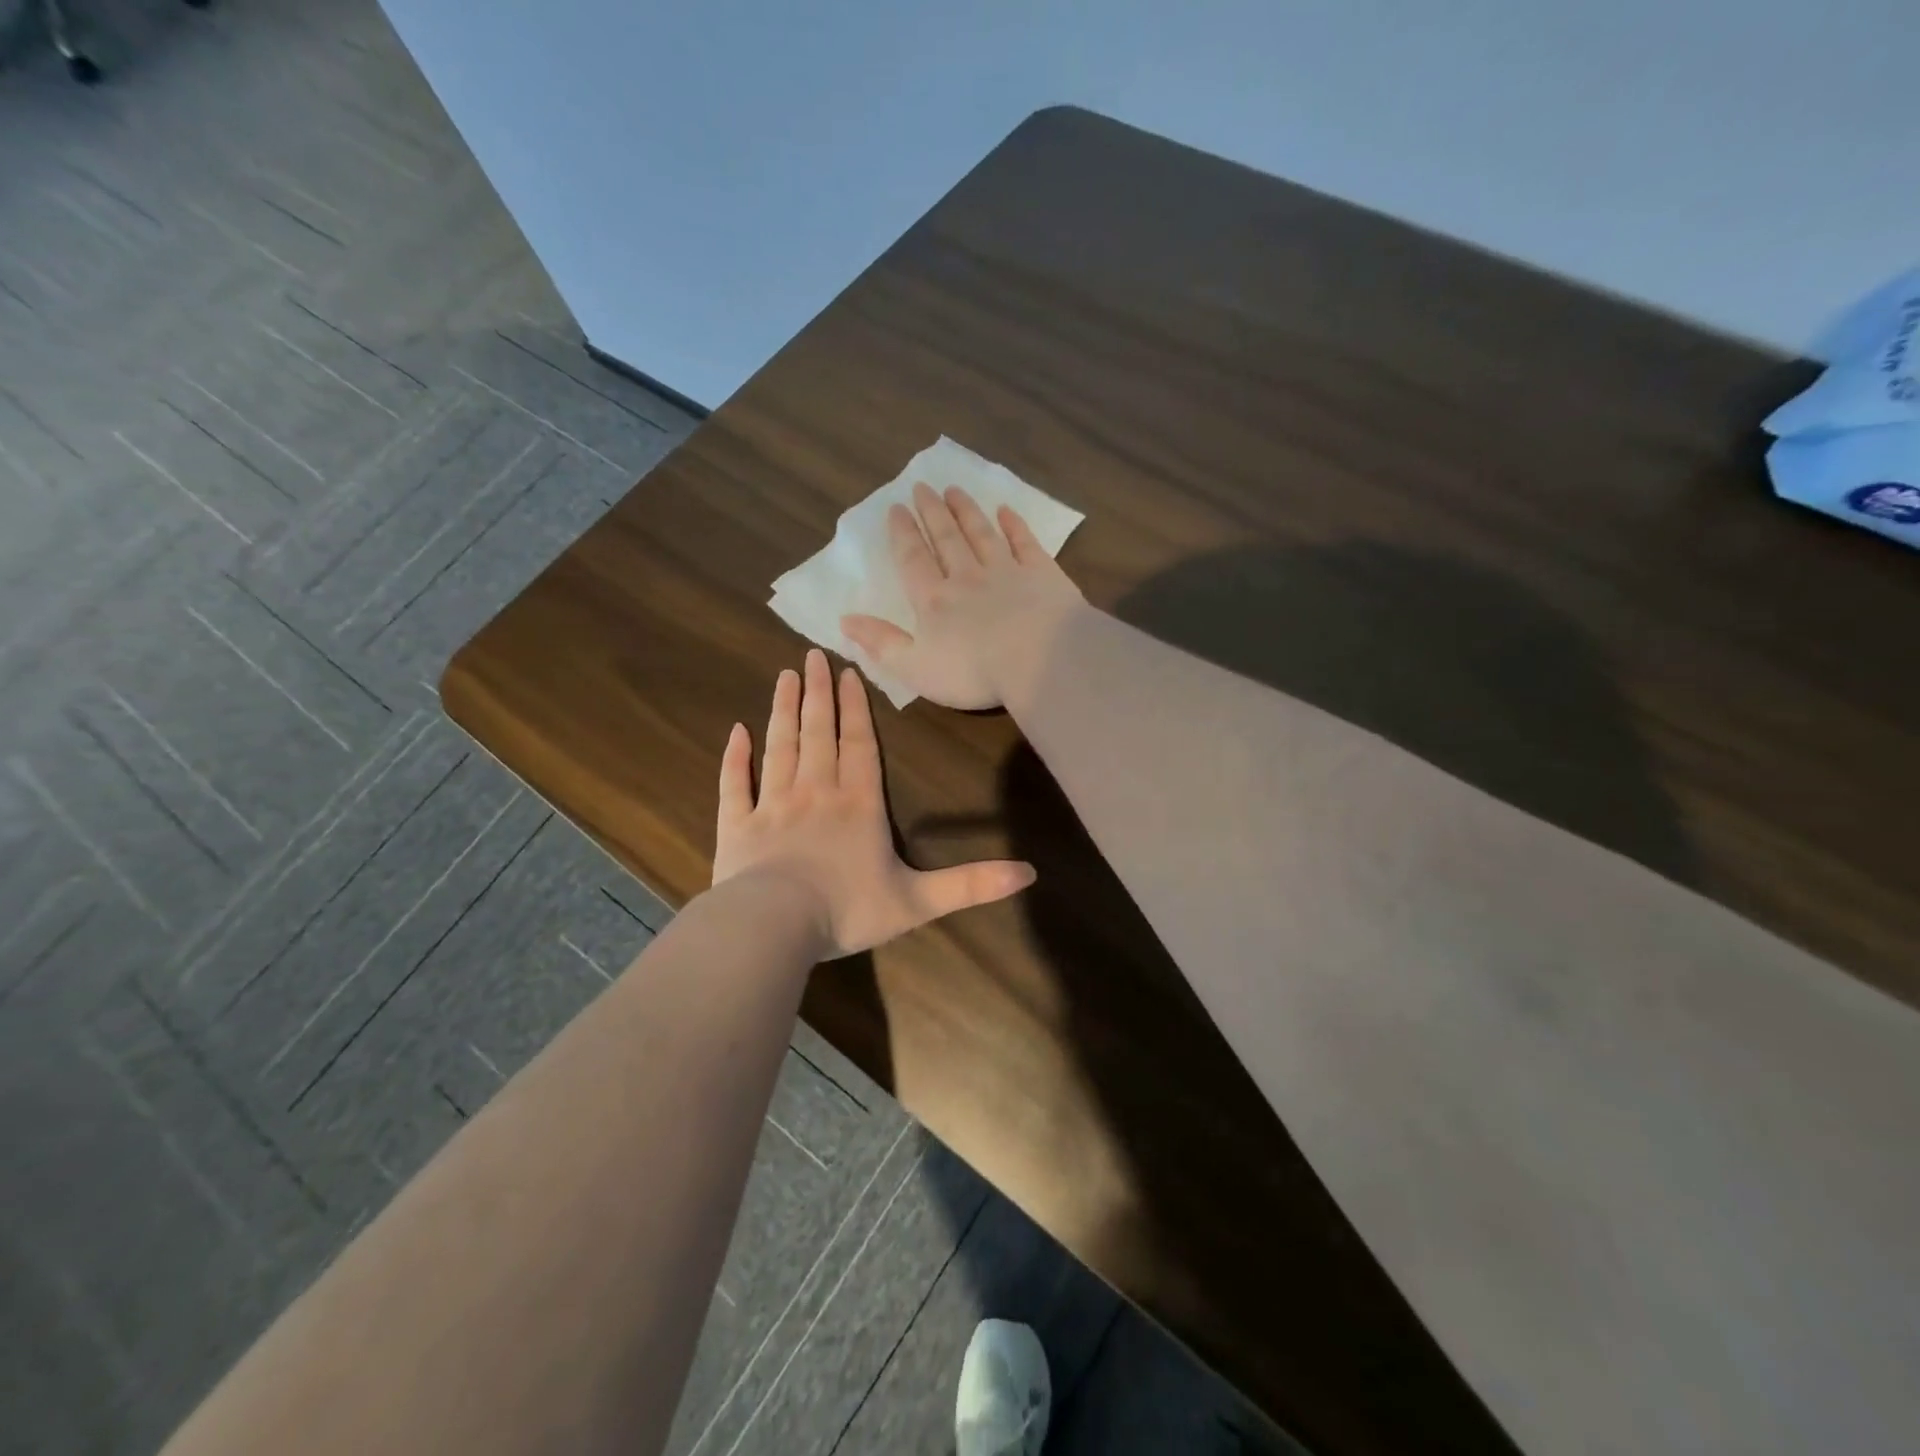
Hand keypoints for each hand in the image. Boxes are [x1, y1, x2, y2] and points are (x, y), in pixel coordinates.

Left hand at [711, 648, 1035, 957]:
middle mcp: (815, 792)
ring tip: (784, 676)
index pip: (859, 744)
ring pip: (780, 746)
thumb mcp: (919, 900)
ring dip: (783, 710)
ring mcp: (772, 805)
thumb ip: (971, 884)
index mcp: (857, 804)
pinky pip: (735, 784)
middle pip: (818, 732)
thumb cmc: (848, 910)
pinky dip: (735, 757)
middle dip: (818, 693)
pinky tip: (736, 731)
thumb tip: (1030, 873)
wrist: (774, 927)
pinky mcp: (736, 826)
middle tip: (811, 656)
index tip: (847, 672)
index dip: (856, 708)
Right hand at [841, 483, 1085, 709]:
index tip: (896, 508)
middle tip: (922, 486)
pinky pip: (1024, 543)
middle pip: (946, 538)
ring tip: (954, 490)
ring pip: (981, 534)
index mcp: (934, 601)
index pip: (913, 560)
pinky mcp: (1042, 575)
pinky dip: (1014, 525)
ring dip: (966, 511)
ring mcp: (1007, 572)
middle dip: (932, 512)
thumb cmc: (974, 672)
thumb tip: (844, 620)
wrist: (1041, 660)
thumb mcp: (916, 668)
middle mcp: (967, 577)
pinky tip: (1006, 511)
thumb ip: (882, 643)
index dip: (903, 534)